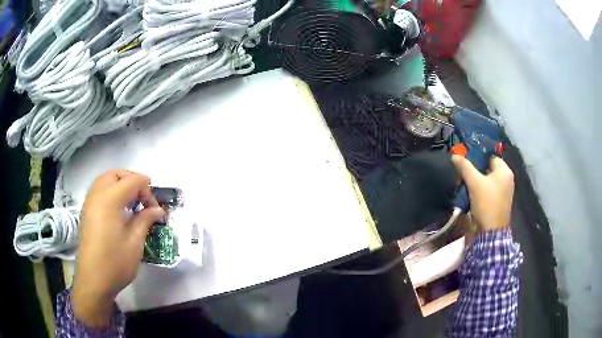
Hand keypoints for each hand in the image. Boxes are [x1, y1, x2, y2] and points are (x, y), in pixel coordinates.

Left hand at [72, 170, 164, 327]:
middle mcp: (97, 195)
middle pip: (116, 174)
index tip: (155, 209)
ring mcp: (89, 203)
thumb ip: (145, 220)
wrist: (93, 280)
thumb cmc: (115, 262)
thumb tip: (158, 210)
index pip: (132, 181)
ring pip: (105, 180)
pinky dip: (110, 191)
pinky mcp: (86, 212)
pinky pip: (98, 190)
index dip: (147, 190)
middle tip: (143, 199)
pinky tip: (118, 210)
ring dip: (120, 184)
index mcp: (110, 199)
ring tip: (131, 202)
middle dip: (132, 181)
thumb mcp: (135, 242)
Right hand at [451, 155, 513, 231]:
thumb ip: (465, 167)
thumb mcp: (474, 183)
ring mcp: (503, 192)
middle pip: (488, 168)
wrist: (490, 232)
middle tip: (462, 172)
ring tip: (464, 183)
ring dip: (476, 181)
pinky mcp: (498, 202)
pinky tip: (470, 194)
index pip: (489, 156)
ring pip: (487, 180)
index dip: (477, 157)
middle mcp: (506, 179)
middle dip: (475, 170)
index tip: (465, 160)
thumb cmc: (486, 203)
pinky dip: (479, 190)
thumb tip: (454, 155)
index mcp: (504, 171)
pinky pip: (488, 190)